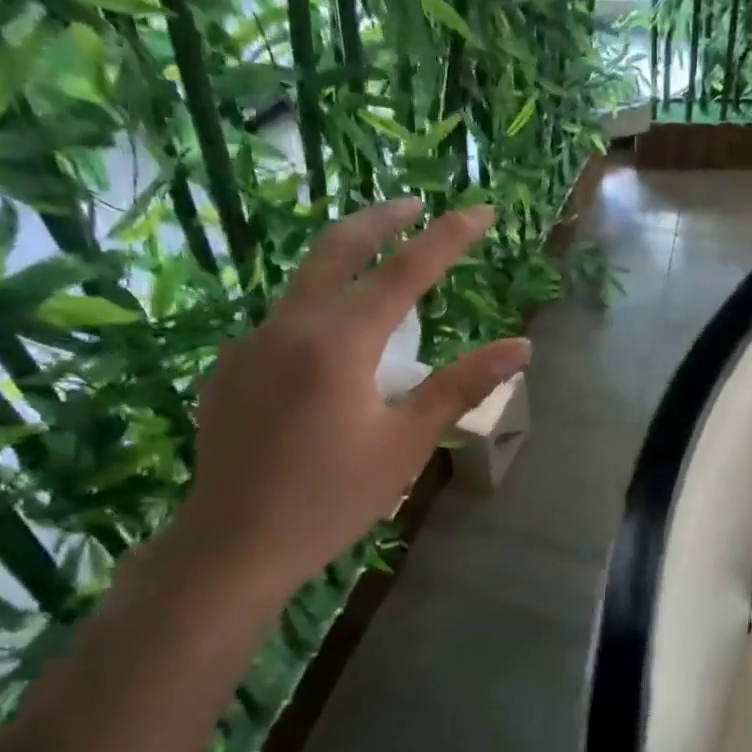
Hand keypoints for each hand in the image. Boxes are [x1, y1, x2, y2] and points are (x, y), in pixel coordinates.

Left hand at [169, 199, 529, 601]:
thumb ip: (462, 385)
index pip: (404, 271)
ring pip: (305, 282)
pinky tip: (333, 348)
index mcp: (338, 342)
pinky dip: (319, 312)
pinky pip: (282, 322)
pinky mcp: (230, 368)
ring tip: (382, 269)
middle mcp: (289, 326)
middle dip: (381, 219)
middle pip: (337, 248)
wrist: (234, 546)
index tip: (482, 210)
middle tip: (416, 205)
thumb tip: (521, 346)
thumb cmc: (332, 498)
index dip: (448, 237)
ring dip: (347, 262)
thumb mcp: (407, 443)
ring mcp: (250, 344)